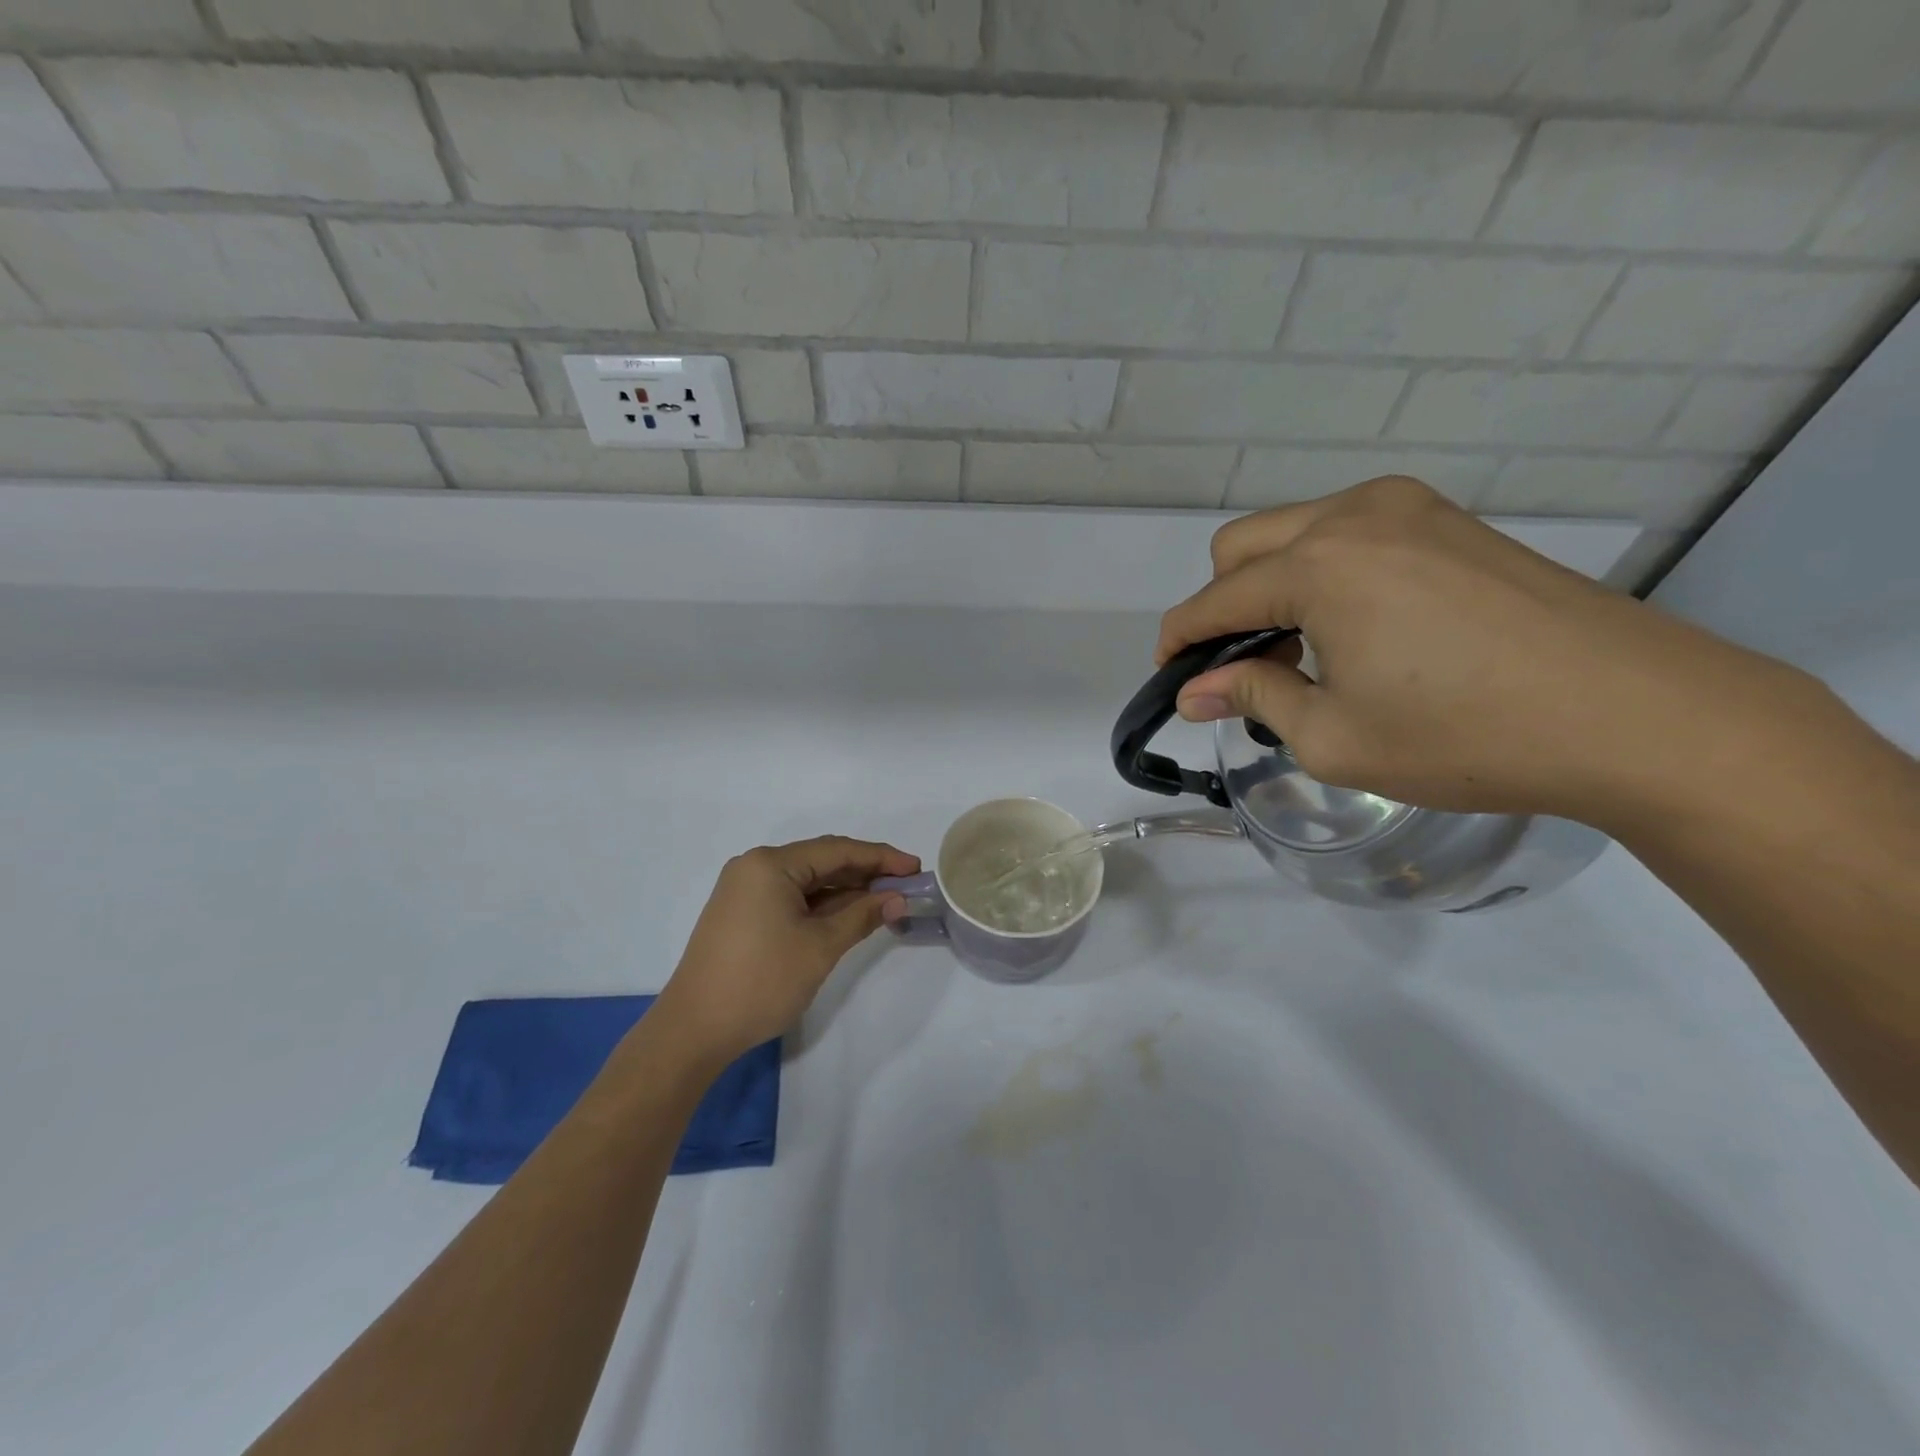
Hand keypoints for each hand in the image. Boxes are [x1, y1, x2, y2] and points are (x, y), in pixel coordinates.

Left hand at [652, 836, 918, 1065]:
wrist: (694, 1030)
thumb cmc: (762, 981)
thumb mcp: (820, 947)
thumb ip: (862, 915)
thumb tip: (898, 898)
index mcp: (771, 864)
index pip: (837, 850)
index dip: (881, 857)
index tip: (915, 867)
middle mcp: (755, 867)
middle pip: (821, 860)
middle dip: (864, 872)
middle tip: (905, 884)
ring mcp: (744, 890)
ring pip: (806, 880)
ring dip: (844, 890)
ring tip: (884, 900)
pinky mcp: (741, 913)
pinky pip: (790, 897)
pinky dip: (821, 904)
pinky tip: (848, 914)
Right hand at [1156, 476, 1819, 826]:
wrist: (1638, 715)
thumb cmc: (1466, 737)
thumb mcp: (1334, 737)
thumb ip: (1251, 697)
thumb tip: (1193, 691)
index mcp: (1319, 565)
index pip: (1213, 600)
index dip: (1179, 641)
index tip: (1170, 679)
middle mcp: (1354, 516)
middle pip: (1240, 546)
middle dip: (1221, 606)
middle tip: (1244, 671)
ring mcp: (1408, 508)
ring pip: (1293, 533)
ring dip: (1272, 588)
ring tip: (1303, 656)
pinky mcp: (1448, 520)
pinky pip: (1348, 534)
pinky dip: (1323, 574)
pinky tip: (1356, 629)